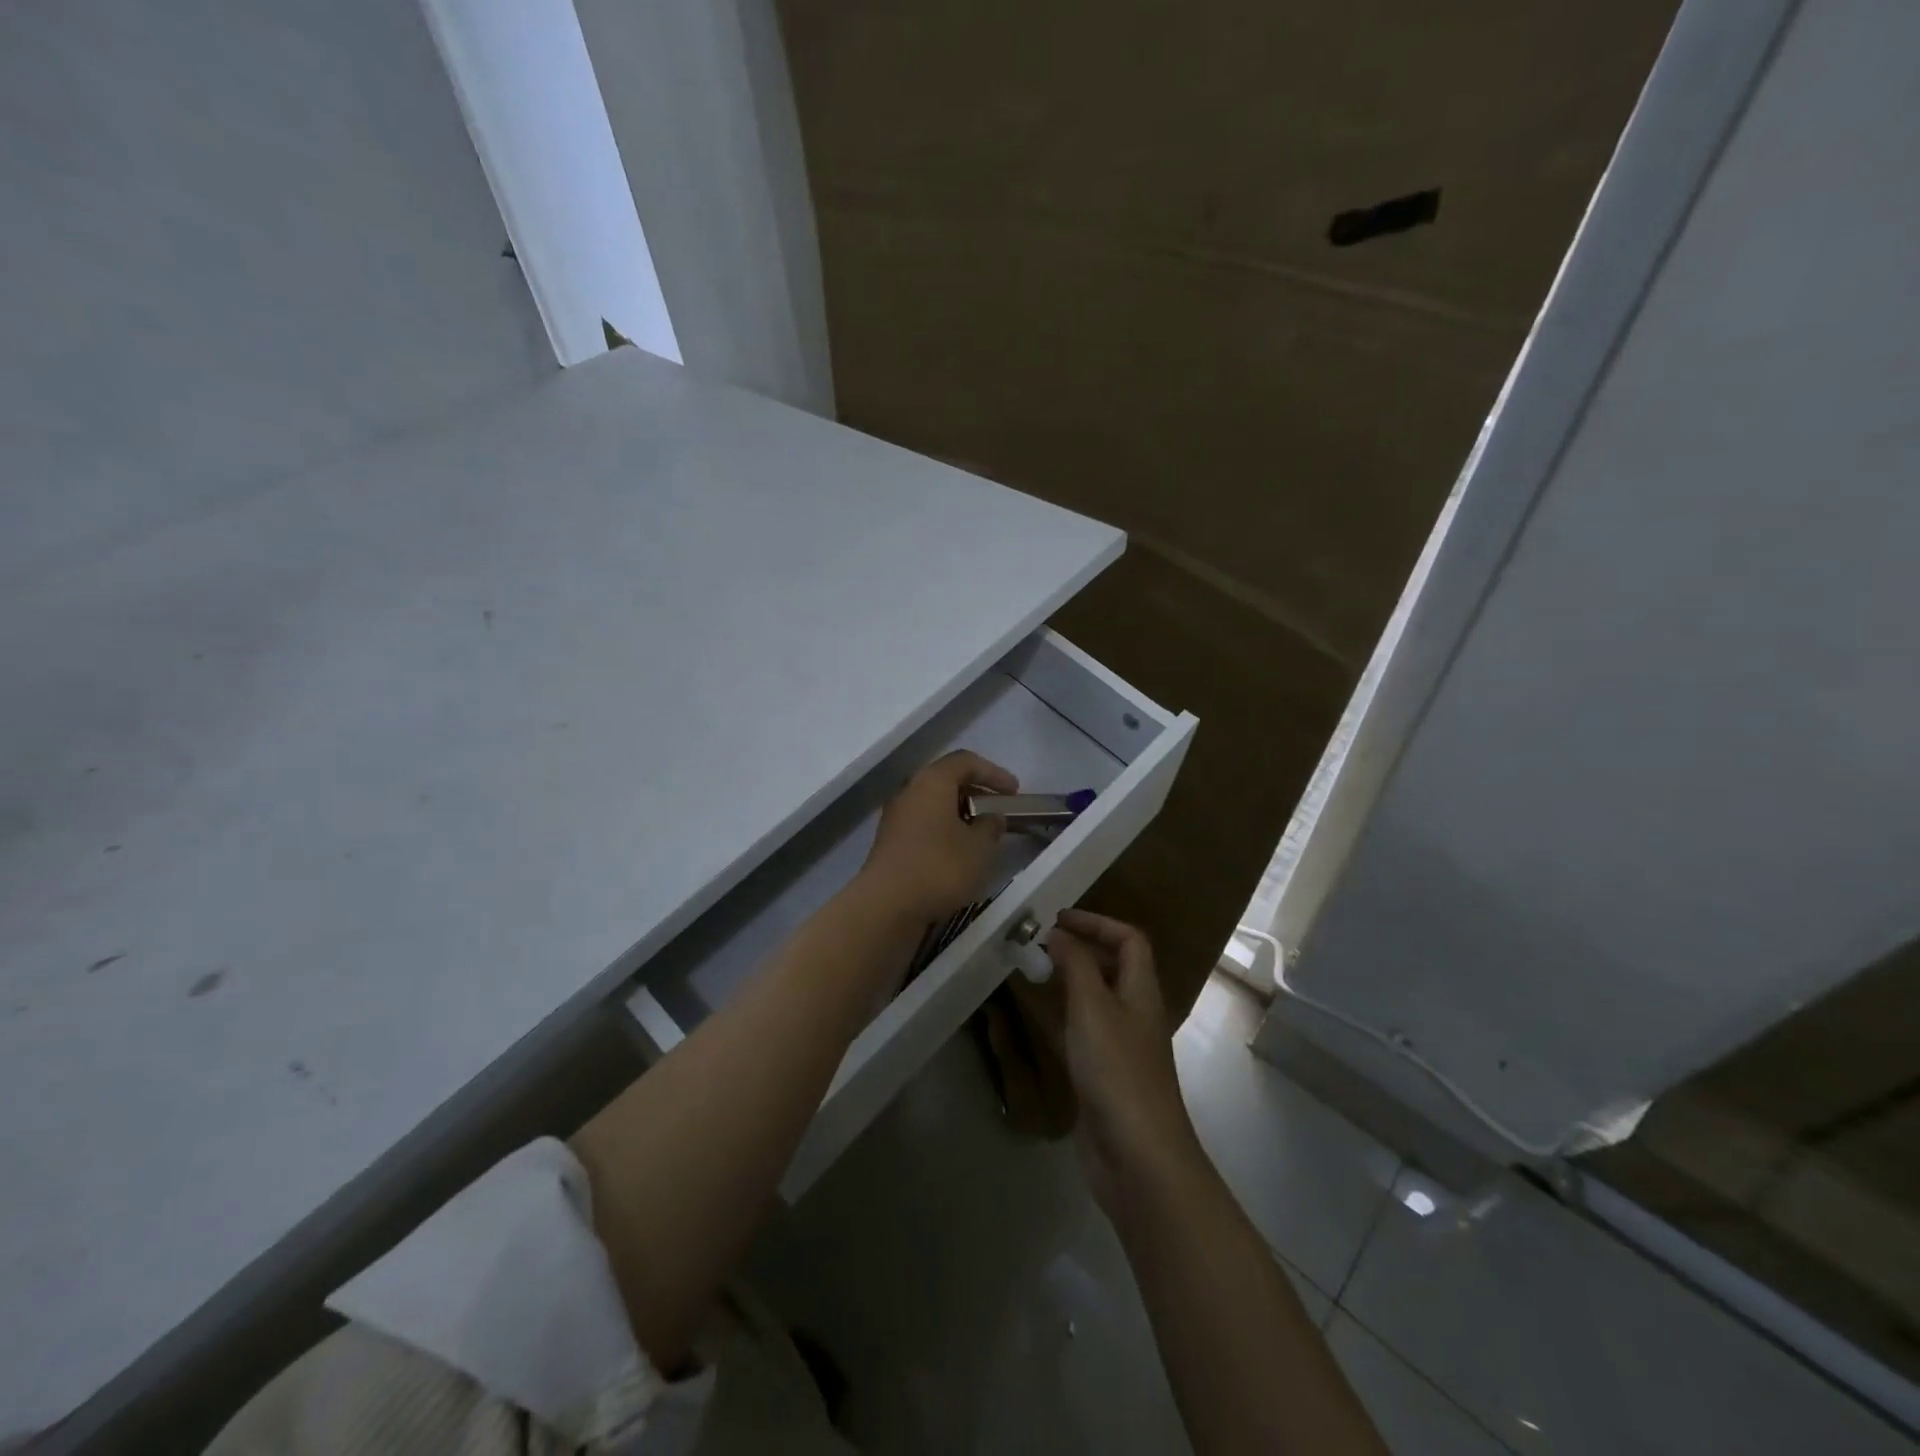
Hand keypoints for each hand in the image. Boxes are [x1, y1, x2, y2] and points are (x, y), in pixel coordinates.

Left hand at [860, 750, 1017, 923]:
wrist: (887, 905)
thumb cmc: (939, 867)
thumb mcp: (979, 847)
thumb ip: (991, 826)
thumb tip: (992, 818)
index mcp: (932, 782)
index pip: (965, 761)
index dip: (994, 772)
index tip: (1014, 792)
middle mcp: (910, 791)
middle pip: (947, 780)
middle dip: (976, 792)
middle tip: (999, 810)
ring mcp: (896, 816)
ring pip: (934, 803)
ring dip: (960, 812)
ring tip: (982, 833)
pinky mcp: (891, 841)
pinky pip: (924, 823)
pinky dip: (945, 828)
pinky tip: (959, 851)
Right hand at [1016, 910, 1202, 1213]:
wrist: (1137, 1158)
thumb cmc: (1117, 1071)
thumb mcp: (1093, 1008)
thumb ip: (1076, 965)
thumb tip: (1058, 932)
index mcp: (1141, 991)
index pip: (1129, 940)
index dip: (1097, 923)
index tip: (1058, 919)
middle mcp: (1134, 1013)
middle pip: (1113, 967)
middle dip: (1079, 949)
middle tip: (1038, 942)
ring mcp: (1119, 1047)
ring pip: (1093, 1000)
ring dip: (1066, 981)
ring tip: (1030, 969)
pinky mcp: (1101, 1076)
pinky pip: (1079, 1034)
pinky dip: (1059, 1018)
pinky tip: (1033, 1017)